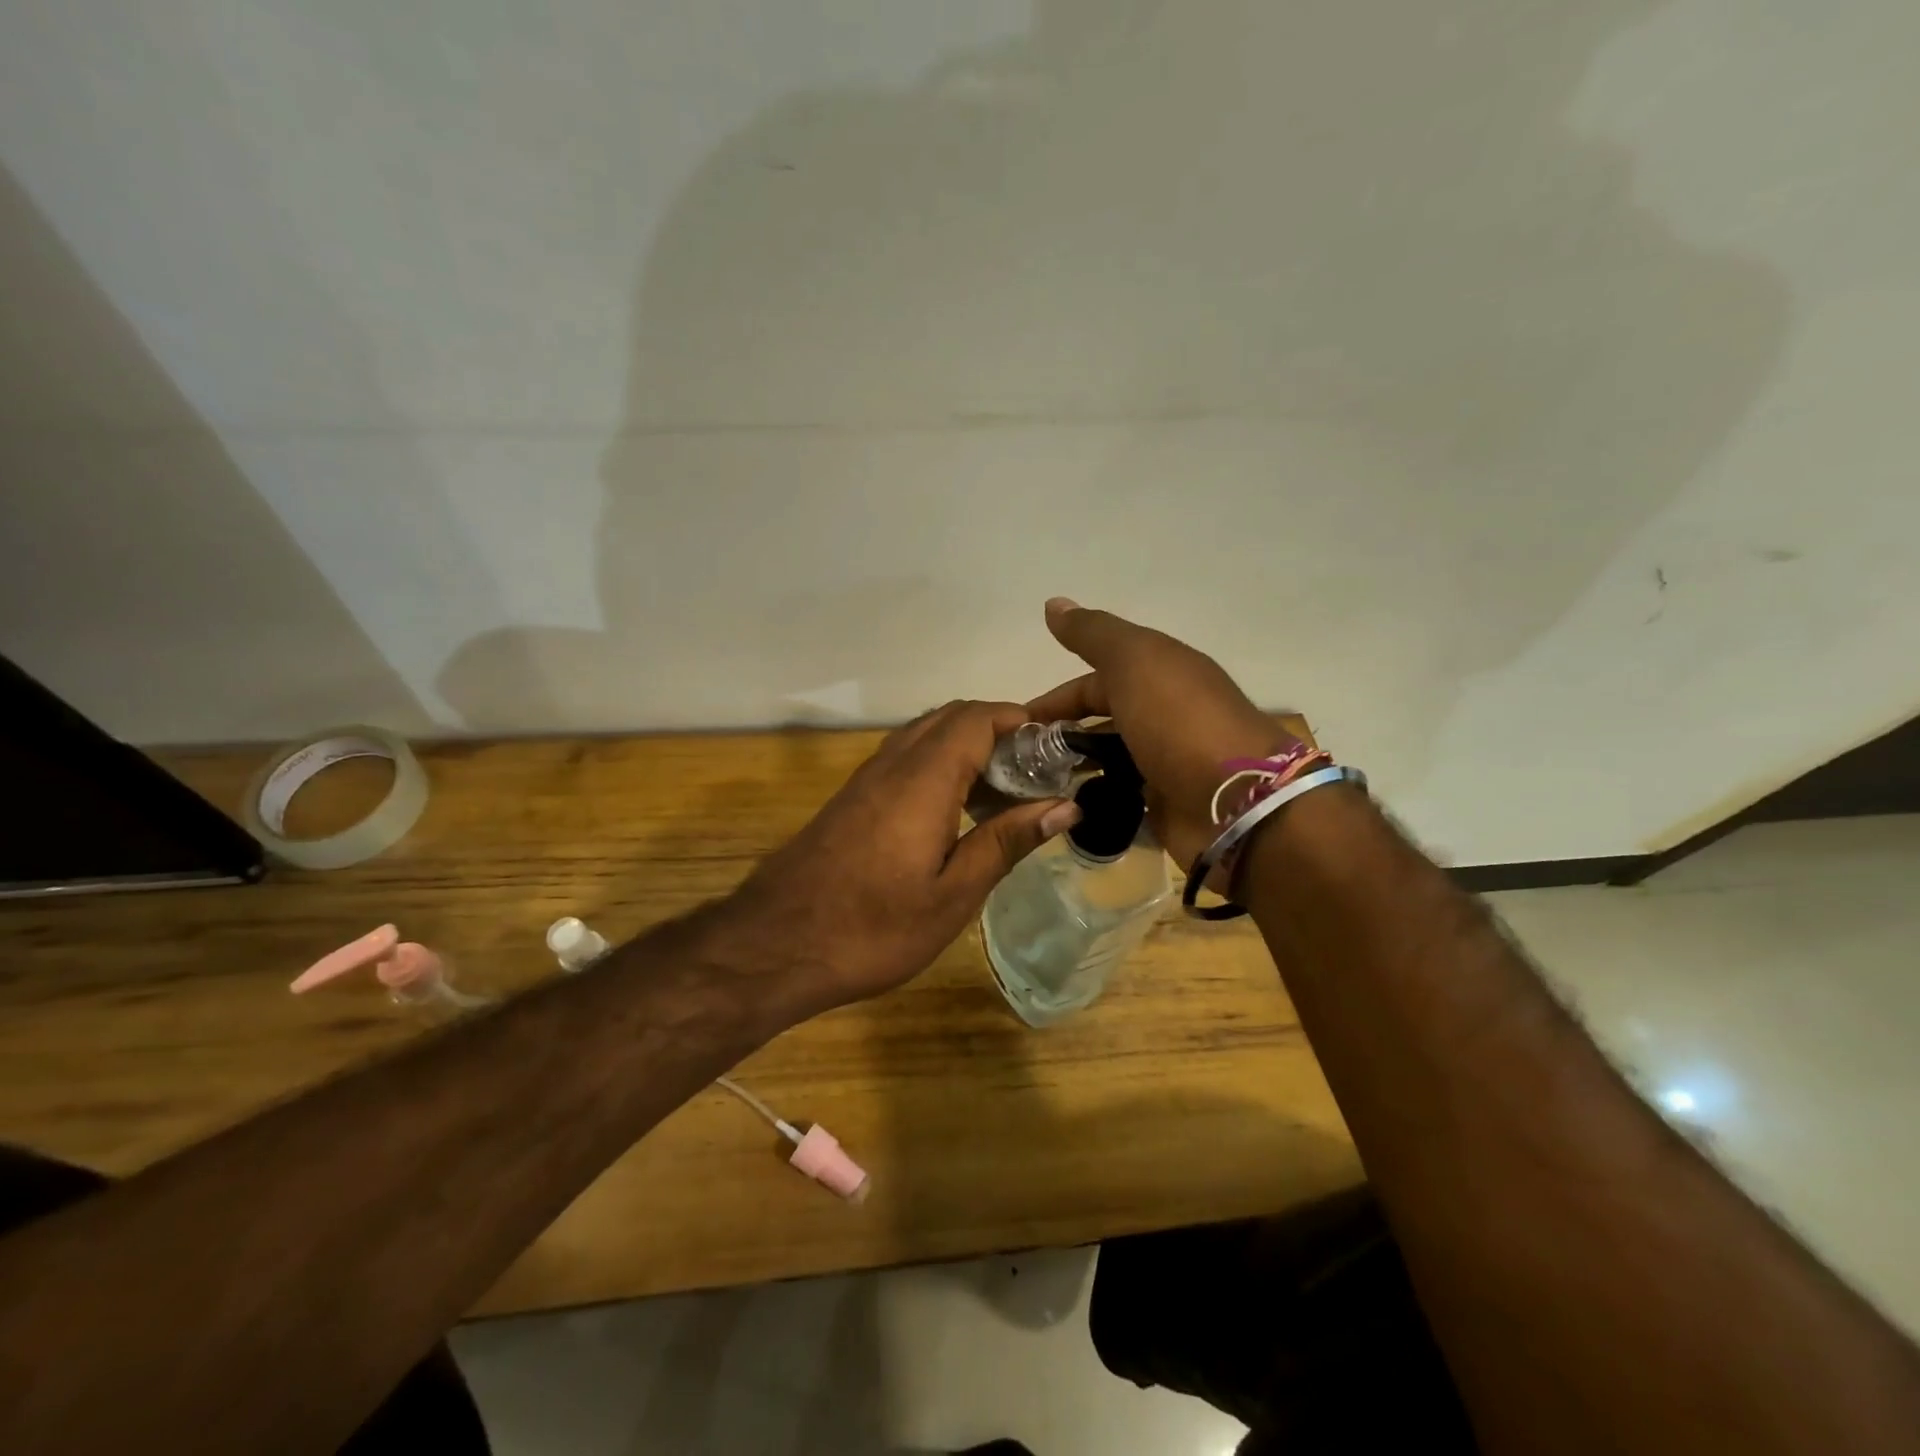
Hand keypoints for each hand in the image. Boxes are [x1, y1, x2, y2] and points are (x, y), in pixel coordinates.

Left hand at [719, 700, 1080, 1021]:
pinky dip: (939, 764)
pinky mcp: (851, 798)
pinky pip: (904, 758)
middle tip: (1034, 773)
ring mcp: (866, 778)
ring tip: (1002, 792)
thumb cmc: (873, 928)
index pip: (977, 718)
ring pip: (924, 734)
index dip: (1020, 720)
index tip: (1055, 748)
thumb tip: (1065, 805)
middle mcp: (893, 763)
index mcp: (924, 779)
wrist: (775, 946)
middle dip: (997, 729)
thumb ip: (1006, 841)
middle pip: (951, 717)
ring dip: (966, 746)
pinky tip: (954, 811)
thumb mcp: (953, 894)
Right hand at [1027, 599, 1299, 869]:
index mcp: (1160, 674)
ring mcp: (1166, 761)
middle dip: (1061, 734)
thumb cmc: (1180, 722)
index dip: (1056, 698)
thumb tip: (1053, 602)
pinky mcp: (1166, 804)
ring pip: (1109, 758)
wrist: (1239, 802)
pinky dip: (1094, 798)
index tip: (1018, 722)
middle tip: (1019, 759)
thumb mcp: (1135, 661)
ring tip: (1035, 786)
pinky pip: (1120, 796)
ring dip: (1074, 766)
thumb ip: (1093, 634)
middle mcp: (1163, 714)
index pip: (1096, 679)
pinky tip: (1065, 808)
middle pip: (1102, 718)